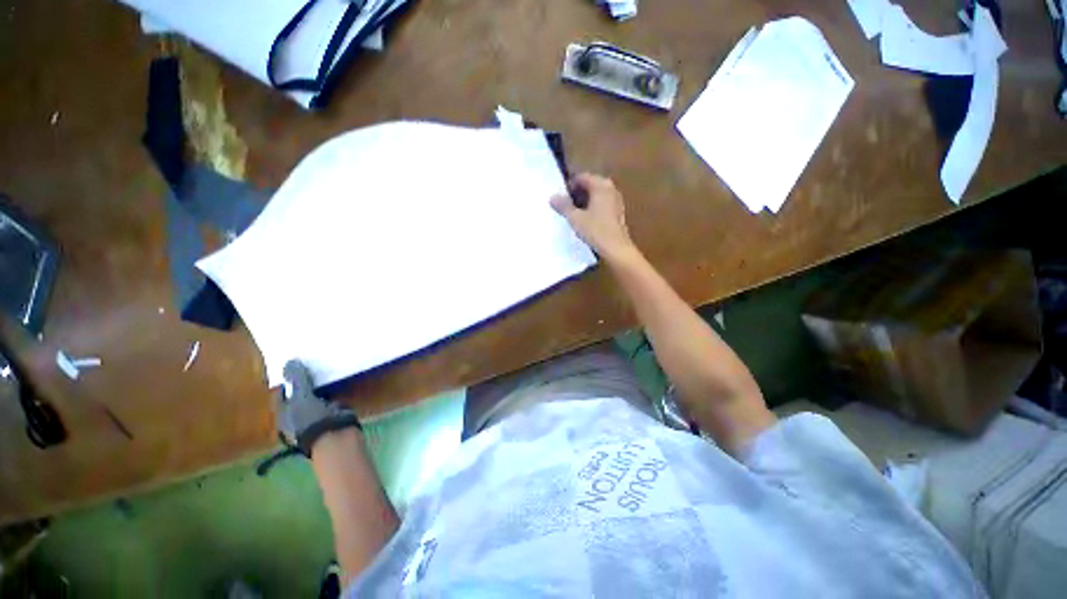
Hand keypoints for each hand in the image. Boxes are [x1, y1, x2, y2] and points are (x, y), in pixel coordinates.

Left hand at [274, 360, 360, 455]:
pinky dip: (333, 393)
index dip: (287, 381)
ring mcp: (314, 417)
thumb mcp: (302, 396)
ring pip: (315, 398)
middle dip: (304, 383)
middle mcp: (296, 417)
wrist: (335, 435)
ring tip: (326, 371)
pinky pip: (330, 400)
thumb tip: (289, 361)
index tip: (295, 366)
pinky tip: (338, 383)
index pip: (281, 394)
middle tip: (312, 366)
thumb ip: (297, 379)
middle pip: (298, 396)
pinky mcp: (331, 416)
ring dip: (319, 388)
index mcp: (283, 414)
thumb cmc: (311, 418)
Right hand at [550, 173, 637, 263]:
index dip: (570, 185)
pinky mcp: (618, 213)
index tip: (561, 196)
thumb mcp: (575, 218)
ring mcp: (616, 201)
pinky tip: (586, 220)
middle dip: (577, 193)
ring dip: (585, 201)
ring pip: (597, 195)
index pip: (582, 177)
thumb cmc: (596, 230)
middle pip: (591, 185)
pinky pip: (603, 204)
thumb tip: (553, 197)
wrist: (616, 248)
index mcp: (601, 186)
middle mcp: (610, 189)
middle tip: (565, 204)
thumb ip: (564, 206)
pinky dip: (593, 208)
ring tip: (574, 213)